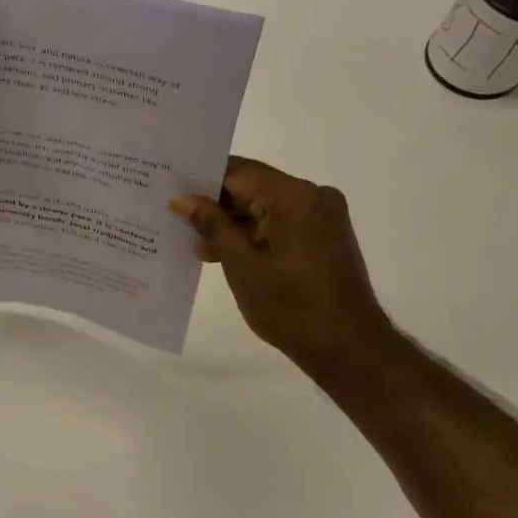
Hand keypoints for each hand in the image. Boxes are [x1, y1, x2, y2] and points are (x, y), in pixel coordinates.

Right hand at [170, 157, 394, 378]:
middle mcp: (313, 196)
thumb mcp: (240, 264)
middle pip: (252, 187)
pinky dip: (254, 235)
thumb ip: (211, 225)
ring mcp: (322, 217)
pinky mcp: (325, 237)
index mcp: (293, 195)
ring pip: (265, 207)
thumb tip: (182, 199)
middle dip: (215, 205)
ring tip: (196, 245)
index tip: (170, 191)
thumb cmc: (289, 305)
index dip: (201, 180)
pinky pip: (281, 223)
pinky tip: (226, 254)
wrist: (346, 346)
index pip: (238, 171)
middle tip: (175, 219)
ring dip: (233, 224)